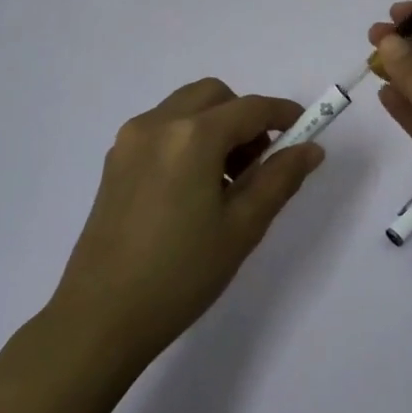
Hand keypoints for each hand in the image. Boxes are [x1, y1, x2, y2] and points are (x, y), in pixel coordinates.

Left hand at [50, 78, 325, 366]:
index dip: (283, 114)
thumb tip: (310, 148)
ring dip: (214, 126)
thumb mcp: (242, 227)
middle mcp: (157, 124)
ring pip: (185, 108)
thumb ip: (279, 179)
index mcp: (192, 136)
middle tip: (258, 164)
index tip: (305, 130)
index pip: (250, 108)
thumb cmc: (181, 273)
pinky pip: (161, 129)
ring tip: (225, 183)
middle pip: (213, 96)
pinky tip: (192, 189)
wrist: (101, 316)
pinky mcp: (114, 161)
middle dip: (244, 117)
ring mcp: (130, 140)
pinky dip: (187, 138)